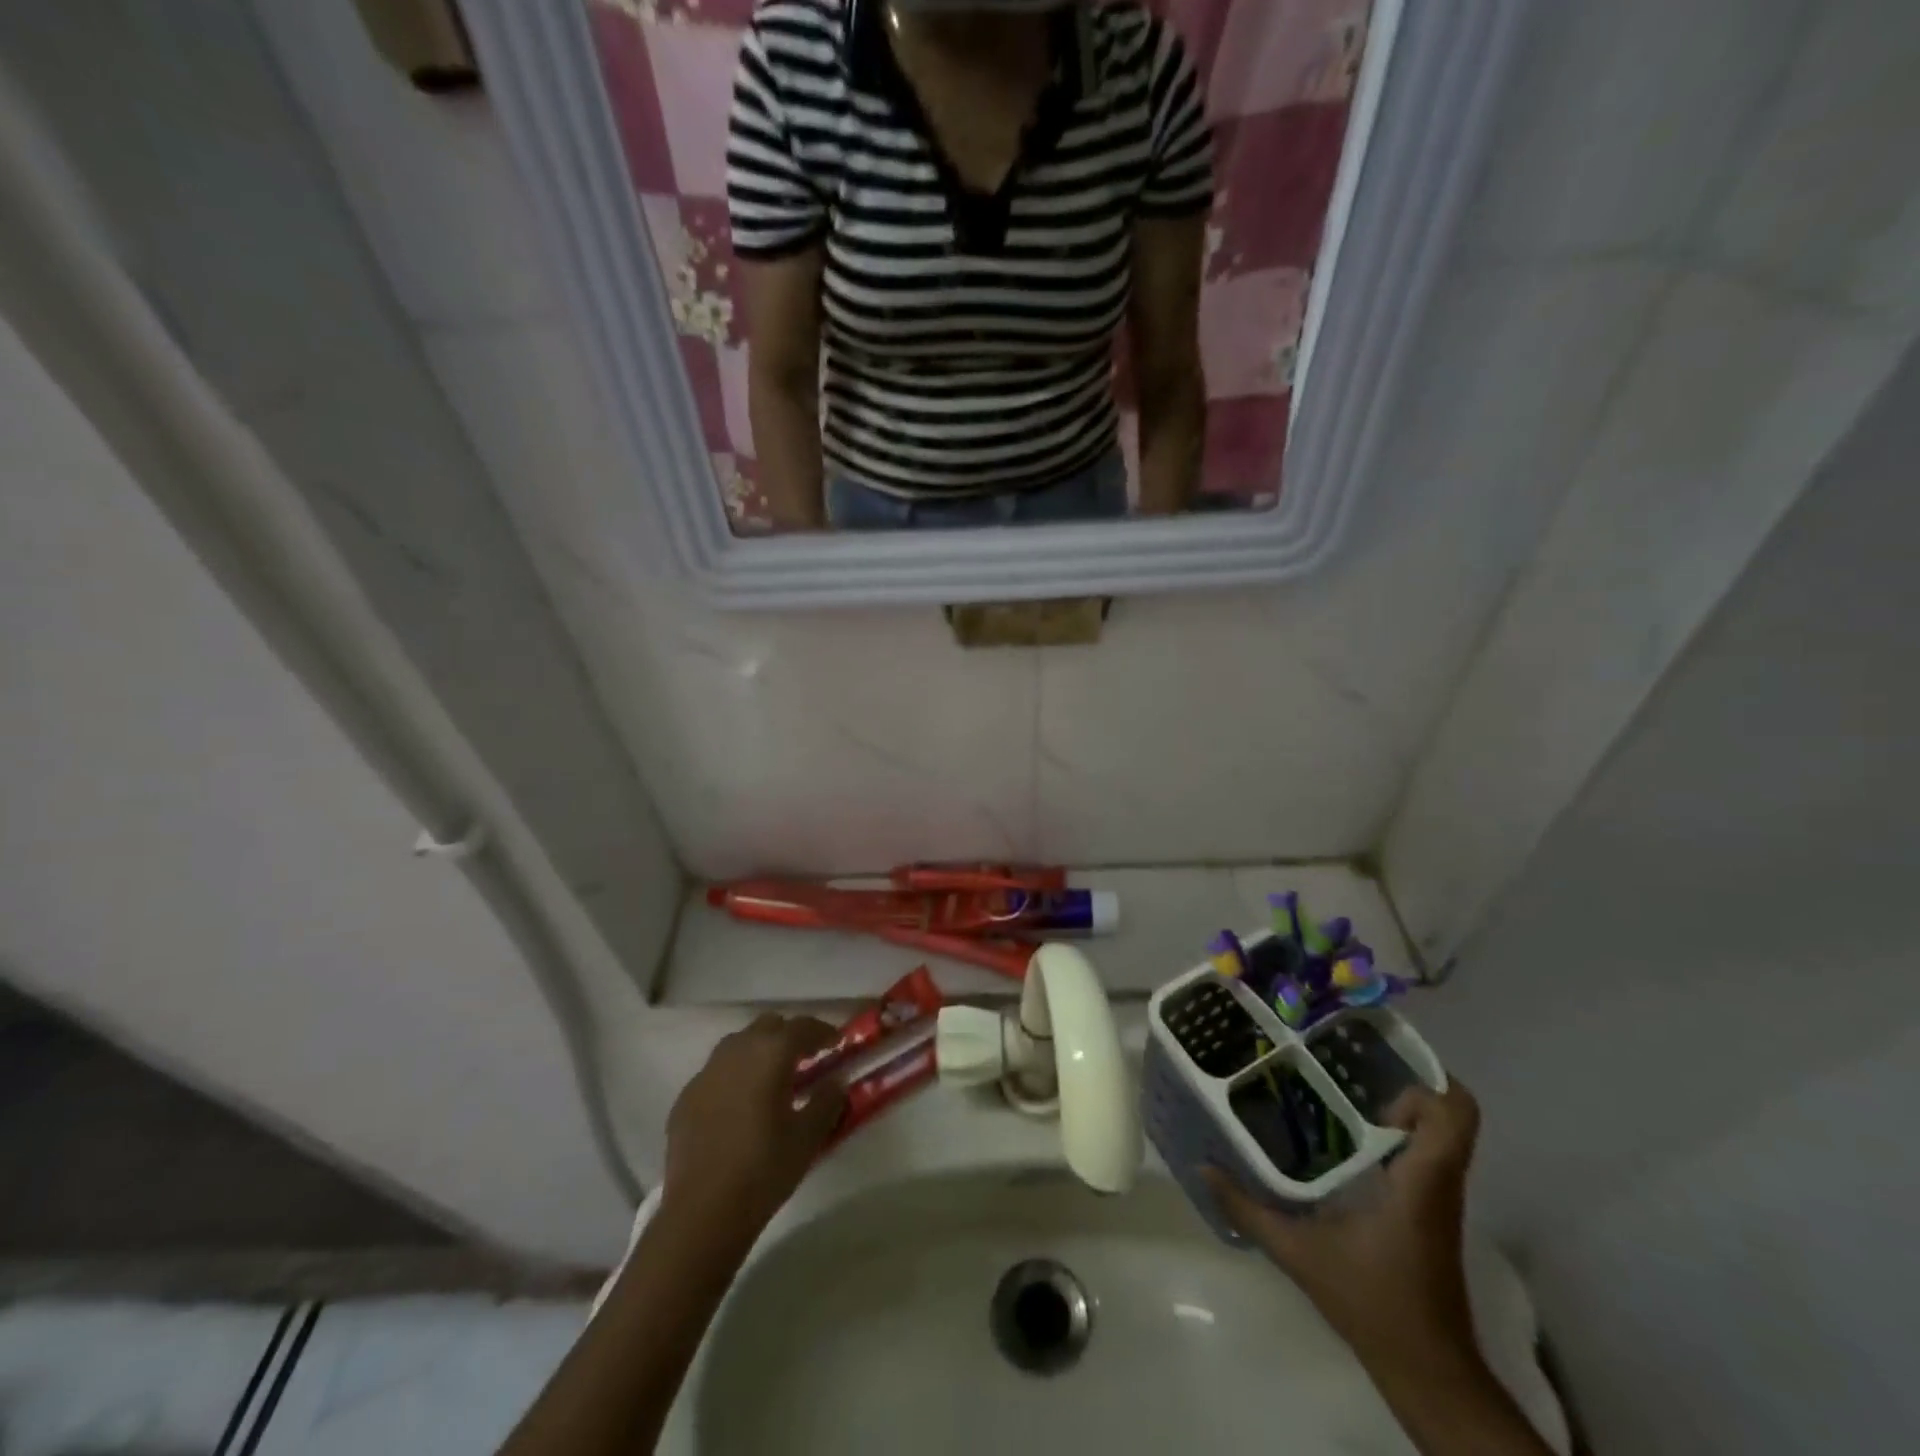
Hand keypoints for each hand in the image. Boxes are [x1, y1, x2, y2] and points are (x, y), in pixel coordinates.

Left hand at [662, 1015, 847, 1242]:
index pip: (802, 1027)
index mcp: (770, 1054)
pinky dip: (735, 1076)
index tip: (836, 1043)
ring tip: (772, 1078)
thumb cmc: (764, 1170)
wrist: (702, 1213)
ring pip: (739, 1044)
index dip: (823, 1031)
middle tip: (806, 1058)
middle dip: (789, 1036)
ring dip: (759, 1051)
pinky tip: (740, 1104)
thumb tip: (835, 1082)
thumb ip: (827, 1101)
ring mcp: (706, 1073)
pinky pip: (717, 1072)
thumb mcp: (808, 1137)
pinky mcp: (686, 1097)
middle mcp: (737, 1051)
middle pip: (768, 1026)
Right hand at [1205, 1080, 1482, 1376]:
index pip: (1455, 1115)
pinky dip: (1396, 1138)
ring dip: (1399, 1111)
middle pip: (1451, 1115)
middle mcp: (1439, 1182)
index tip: (1375, 1073)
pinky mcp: (1430, 1213)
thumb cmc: (1373, 1304)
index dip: (1425, 1082)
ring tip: (1337, 1094)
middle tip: (1344, 1071)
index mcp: (1421, 1182)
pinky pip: (1425, 1156)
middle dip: (1401, 1085)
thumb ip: (1248, 1209)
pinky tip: (1346, 1141)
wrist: (1428, 1371)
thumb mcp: (1299, 1255)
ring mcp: (1438, 1199)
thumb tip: (1203, 1167)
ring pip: (1439, 1135)